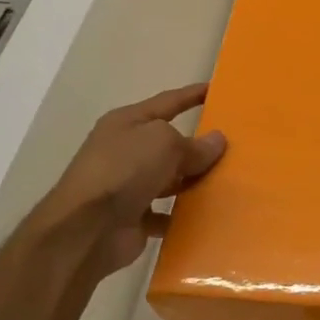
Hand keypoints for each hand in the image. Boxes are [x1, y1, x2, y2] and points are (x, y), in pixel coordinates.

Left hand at [27, 83, 226, 282]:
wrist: (87, 229)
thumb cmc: (124, 170)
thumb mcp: (164, 143)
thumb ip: (194, 144)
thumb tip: (216, 141)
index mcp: (127, 123)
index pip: (167, 102)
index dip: (191, 95)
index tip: (215, 89)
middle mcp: (125, 151)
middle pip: (168, 144)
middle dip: (197, 146)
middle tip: (233, 146)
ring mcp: (127, 186)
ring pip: (169, 179)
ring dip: (192, 182)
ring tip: (227, 181)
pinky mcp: (133, 217)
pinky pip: (166, 212)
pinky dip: (183, 214)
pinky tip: (208, 214)